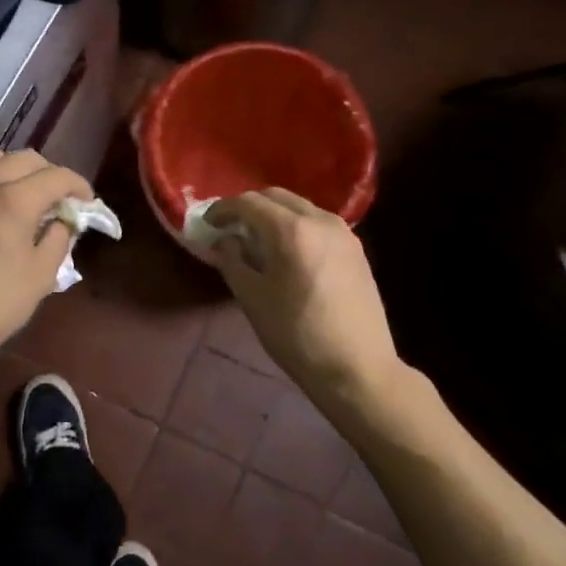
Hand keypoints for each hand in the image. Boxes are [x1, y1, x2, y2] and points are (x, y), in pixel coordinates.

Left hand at [0, 149, 92, 367]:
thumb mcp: (41, 276)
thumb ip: (59, 238)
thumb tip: (61, 220)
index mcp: (14, 201)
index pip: (57, 176)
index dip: (78, 185)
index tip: (86, 202)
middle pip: (24, 159)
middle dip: (48, 174)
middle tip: (56, 199)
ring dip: (12, 170)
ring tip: (19, 195)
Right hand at [206, 189, 402, 407]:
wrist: (357, 369)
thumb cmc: (297, 336)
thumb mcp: (252, 299)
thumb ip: (232, 261)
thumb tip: (224, 240)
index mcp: (292, 230)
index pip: (249, 202)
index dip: (224, 209)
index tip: (208, 223)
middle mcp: (321, 220)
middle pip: (277, 197)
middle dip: (249, 207)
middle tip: (230, 228)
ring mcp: (343, 233)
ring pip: (300, 207)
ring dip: (274, 215)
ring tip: (257, 240)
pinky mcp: (355, 249)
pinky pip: (318, 223)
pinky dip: (295, 226)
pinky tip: (287, 252)